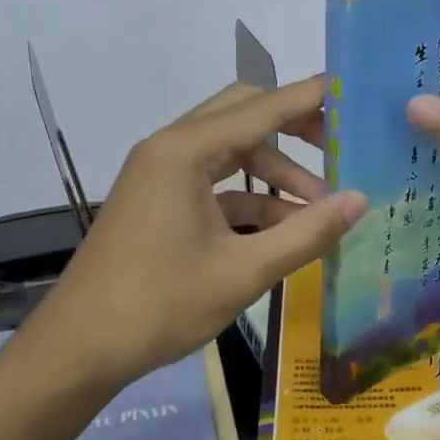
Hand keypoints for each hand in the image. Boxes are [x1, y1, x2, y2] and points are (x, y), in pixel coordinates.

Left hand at [35, 77, 365, 388]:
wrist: (79, 348)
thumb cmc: (159, 305)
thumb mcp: (243, 271)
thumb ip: (306, 233)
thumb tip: (360, 200)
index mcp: (185, 152)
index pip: (262, 108)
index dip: (310, 97)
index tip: (353, 91)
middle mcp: (170, 149)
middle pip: (244, 116)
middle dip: (294, 128)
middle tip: (340, 147)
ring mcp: (161, 174)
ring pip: (231, 152)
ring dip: (276, 173)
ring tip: (321, 208)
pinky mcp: (160, 200)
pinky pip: (215, 183)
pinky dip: (251, 198)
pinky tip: (285, 229)